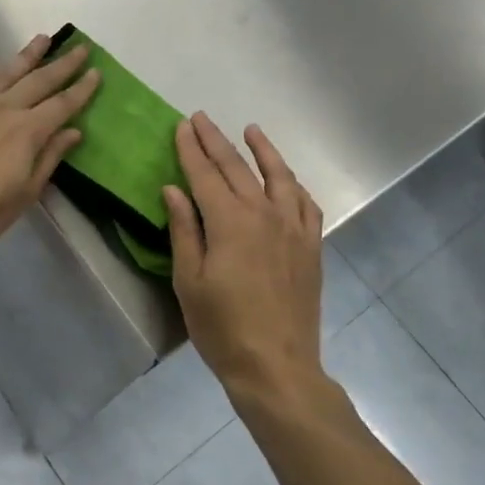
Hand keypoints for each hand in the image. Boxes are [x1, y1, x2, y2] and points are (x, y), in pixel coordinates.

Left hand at [0, 34, 99, 256]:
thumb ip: (48, 159)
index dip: (82, 89)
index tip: (97, 73)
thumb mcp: (24, 194)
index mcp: (28, 132)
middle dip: (63, 65)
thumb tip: (72, 132)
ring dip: (27, 55)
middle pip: (39, 81)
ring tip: (43, 38)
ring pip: (6, 73)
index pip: (62, 105)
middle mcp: (4, 110)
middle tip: (80, 48)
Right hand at [164, 114, 323, 399]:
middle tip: (201, 118)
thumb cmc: (222, 327)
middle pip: (237, 168)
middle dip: (216, 140)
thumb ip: (183, 230)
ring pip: (278, 176)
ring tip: (250, 130)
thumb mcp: (189, 281)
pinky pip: (305, 202)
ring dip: (262, 150)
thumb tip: (174, 190)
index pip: (205, 174)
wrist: (276, 365)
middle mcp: (264, 214)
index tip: (181, 126)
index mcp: (229, 222)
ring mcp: (293, 228)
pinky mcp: (311, 246)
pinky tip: (286, 179)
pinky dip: (292, 183)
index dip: (191, 149)